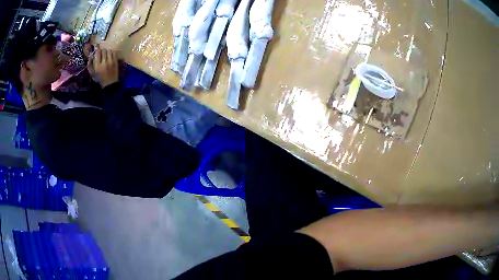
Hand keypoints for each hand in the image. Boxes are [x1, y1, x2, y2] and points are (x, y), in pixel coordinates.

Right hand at [88, 46, 118, 87]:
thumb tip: (91, 55)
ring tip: (106, 55)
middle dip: (102, 51)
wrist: (109, 83)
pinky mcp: (115, 61)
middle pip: (104, 50)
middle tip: (101, 53)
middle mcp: (104, 62)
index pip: (98, 52)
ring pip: (109, 51)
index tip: (97, 50)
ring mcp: (111, 61)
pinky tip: (110, 56)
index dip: (97, 50)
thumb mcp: (92, 73)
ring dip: (107, 51)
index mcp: (97, 66)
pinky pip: (113, 53)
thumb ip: (90, 64)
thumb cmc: (99, 78)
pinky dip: (111, 53)